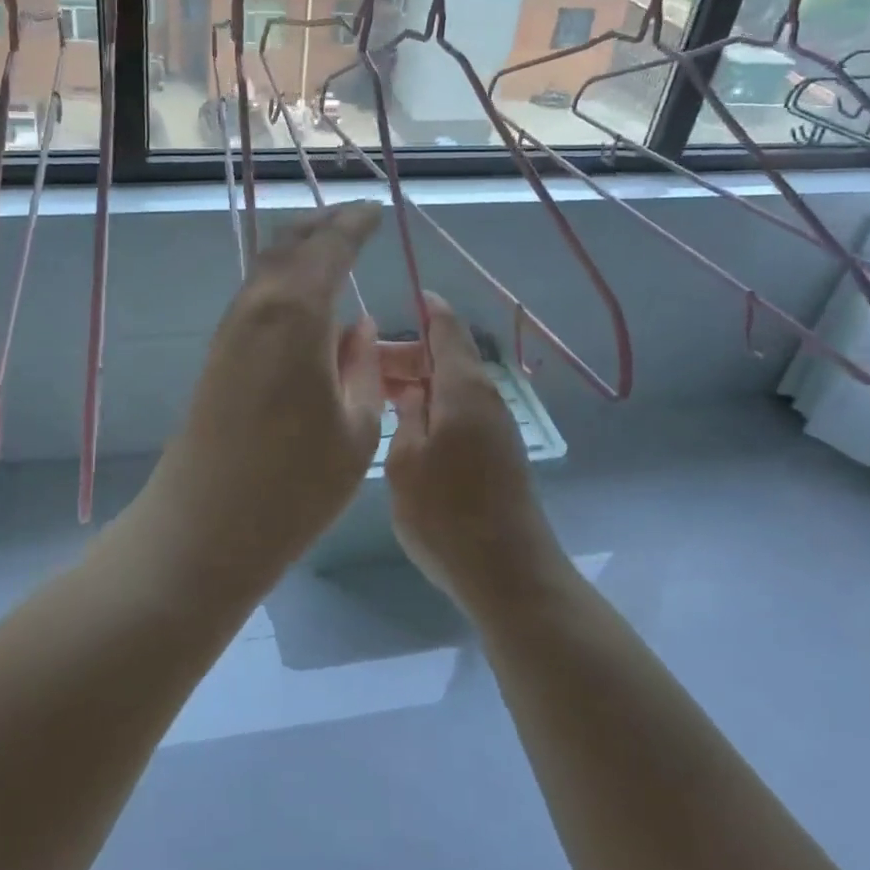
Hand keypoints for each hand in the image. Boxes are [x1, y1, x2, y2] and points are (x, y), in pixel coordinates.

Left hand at [147, 203, 384, 579]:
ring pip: (267, 266)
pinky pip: (257, 294)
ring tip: (330, 246)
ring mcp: (231, 328)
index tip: (376, 210)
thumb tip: (356, 327)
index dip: (355, 224)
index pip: (330, 247)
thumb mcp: (356, 426)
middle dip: (323, 225)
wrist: (206, 525)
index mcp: (297, 312)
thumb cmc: (296, 483)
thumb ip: (361, 366)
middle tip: (354, 217)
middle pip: (289, 244)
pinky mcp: (219, 352)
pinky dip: (283, 278)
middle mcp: (258, 305)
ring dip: (299, 249)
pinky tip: (302, 296)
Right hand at [384, 293, 563, 610]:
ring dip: (416, 383)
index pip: (446, 329)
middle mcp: (484, 398)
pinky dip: (431, 406)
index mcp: (463, 388)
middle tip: (361, 369)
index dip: (427, 309)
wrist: (508, 573)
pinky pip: (458, 410)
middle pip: (445, 358)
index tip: (404, 296)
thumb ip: (405, 415)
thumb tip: (410, 390)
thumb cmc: (447, 514)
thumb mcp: (406, 461)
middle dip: (405, 355)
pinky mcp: (495, 453)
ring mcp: (493, 427)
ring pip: (450, 386)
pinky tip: (403, 426)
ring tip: (375, 396)